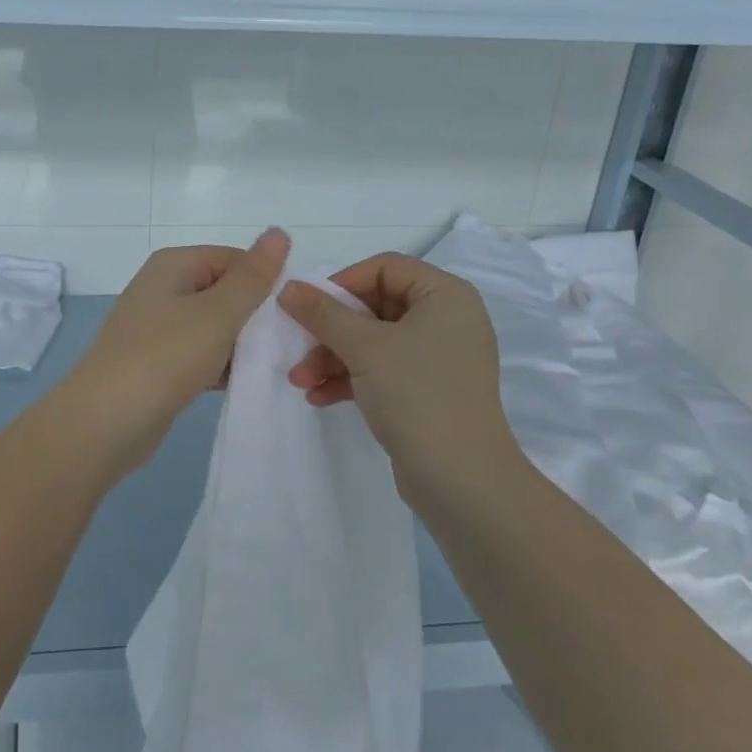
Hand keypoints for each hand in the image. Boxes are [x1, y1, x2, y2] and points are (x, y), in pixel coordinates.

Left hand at [63, 229, 290, 476]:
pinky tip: (245, 383)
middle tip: (290, 343)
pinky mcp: (159, 362)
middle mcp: (164, 288)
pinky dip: (222, 365)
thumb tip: (279, 232)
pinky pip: (201, 353)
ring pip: (215, 325)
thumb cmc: (164, 357)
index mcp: (174, 264)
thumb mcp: (217, 313)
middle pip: (225, 291)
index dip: (266, 281)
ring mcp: (158, 326)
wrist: (104, 423)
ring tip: (273, 365)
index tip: (295, 313)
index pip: (235, 259)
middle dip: (256, 315)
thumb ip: (252, 277)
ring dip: (242, 343)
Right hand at [278, 253, 526, 506]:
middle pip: (375, 306)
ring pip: (374, 341)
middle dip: (331, 329)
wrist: (463, 483)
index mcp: (444, 295)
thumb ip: (323, 313)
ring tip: (299, 380)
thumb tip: (288, 286)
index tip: (309, 306)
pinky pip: (382, 370)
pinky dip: (351, 378)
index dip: (343, 282)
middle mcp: (446, 319)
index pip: (384, 268)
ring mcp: (438, 358)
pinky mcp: (427, 391)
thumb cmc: (418, 396)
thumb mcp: (364, 348)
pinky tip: (318, 396)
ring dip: (333, 357)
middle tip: (298, 347)